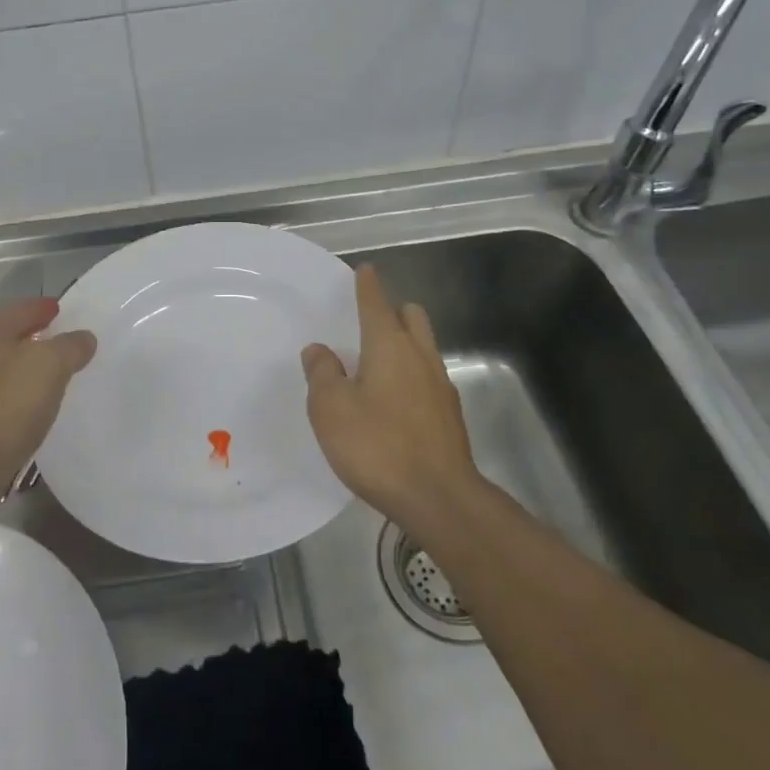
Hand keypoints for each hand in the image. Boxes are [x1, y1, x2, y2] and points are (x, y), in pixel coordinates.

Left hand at [0, 297, 96, 525]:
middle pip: (9, 337)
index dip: (43, 307)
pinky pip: (0, 399)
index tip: (63, 309)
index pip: (21, 309)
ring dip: (27, 369)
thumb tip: (83, 338)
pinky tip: (35, 410)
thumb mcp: (47, 367)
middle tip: (66, 341)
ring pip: (3, 369)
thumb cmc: (1, 408)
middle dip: (36, 336)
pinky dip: (19, 397)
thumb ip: (69, 347)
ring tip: (56, 376)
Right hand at [301, 264, 480, 531]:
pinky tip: (393, 403)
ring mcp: (441, 386)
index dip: (368, 285)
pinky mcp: (450, 416)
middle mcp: (420, 357)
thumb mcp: (331, 408)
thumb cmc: (377, 445)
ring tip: (376, 366)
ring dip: (404, 345)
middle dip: (393, 311)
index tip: (365, 270)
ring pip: (424, 347)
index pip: (377, 303)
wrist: (439, 499)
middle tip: (368, 324)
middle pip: (412, 317)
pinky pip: (428, 378)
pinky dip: (411, 377)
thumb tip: (319, 350)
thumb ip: (322, 373)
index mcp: (389, 346)